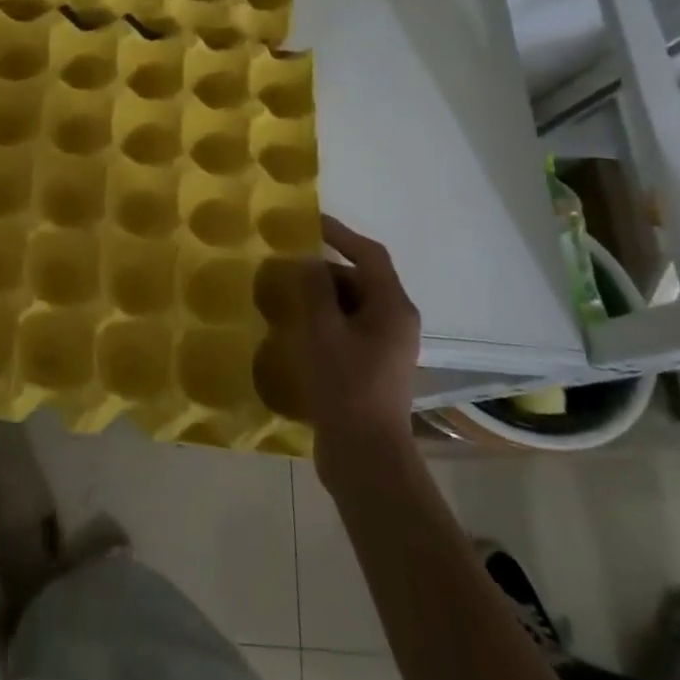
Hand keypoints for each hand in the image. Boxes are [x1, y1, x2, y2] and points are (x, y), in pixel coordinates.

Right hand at [302, 215, 421, 487]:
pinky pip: (346, 330)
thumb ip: (314, 288)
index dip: (340, 234)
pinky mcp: (371, 368)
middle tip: (285, 267)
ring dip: (320, 297)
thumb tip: (308, 259)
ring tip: (283, 297)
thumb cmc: (346, 385)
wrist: (365, 455)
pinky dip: (322, 322)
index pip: (370, 255)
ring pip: (351, 307)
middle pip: (359, 280)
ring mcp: (385, 348)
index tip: (308, 223)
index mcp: (392, 307)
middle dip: (323, 270)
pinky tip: (294, 331)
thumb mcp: (322, 330)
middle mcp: (395, 322)